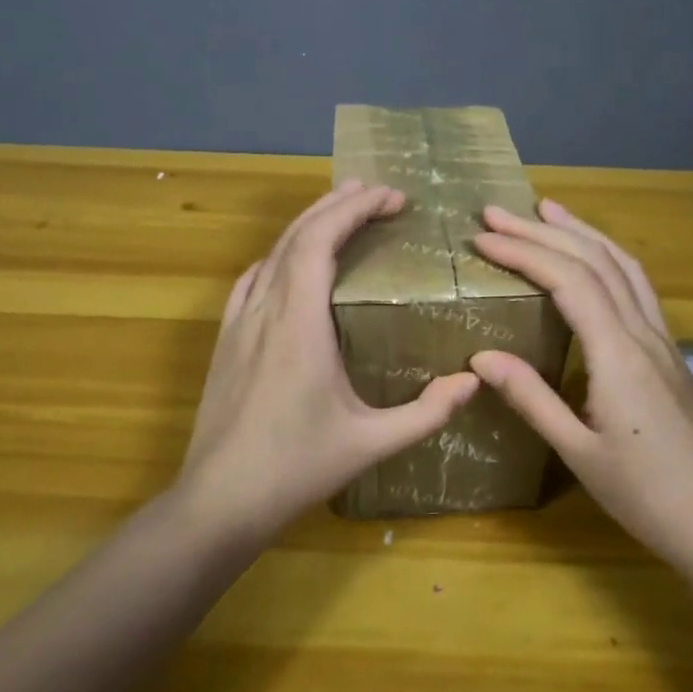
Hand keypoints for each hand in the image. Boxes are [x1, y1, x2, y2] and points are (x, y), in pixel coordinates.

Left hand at [176, 181, 480, 542]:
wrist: (219, 499)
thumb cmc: (296, 468)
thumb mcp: (371, 443)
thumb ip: (426, 412)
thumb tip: (473, 381)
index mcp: (300, 323)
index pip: (321, 240)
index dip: (355, 208)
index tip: (392, 197)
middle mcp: (266, 308)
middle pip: (297, 234)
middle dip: (337, 204)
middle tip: (376, 192)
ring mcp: (239, 321)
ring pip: (272, 251)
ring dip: (308, 223)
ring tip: (341, 210)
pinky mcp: (225, 337)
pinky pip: (252, 277)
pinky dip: (280, 253)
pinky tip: (291, 260)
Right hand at [468, 199, 692, 570]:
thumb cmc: (645, 495)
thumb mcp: (577, 452)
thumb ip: (530, 397)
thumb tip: (480, 356)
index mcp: (618, 354)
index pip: (568, 281)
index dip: (523, 252)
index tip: (483, 238)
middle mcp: (643, 333)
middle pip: (594, 261)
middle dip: (542, 231)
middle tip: (497, 212)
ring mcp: (662, 339)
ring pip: (622, 265)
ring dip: (582, 233)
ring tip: (547, 211)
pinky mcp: (668, 351)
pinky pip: (637, 286)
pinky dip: (607, 257)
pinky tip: (593, 259)